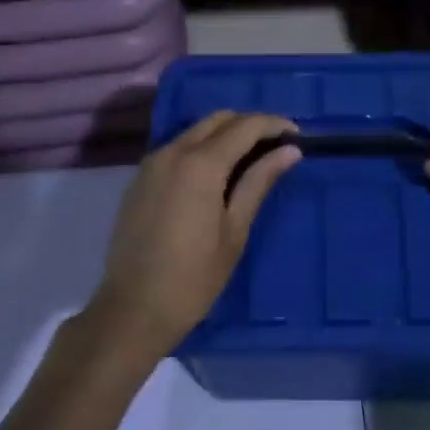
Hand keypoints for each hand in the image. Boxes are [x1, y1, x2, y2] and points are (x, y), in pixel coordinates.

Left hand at [87, 111, 300, 359]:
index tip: (297, 134)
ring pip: (196, 130)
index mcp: (200, 164)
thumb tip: (290, 150)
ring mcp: (152, 163)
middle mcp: (173, 151)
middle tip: (276, 146)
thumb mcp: (235, 230)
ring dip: (225, 134)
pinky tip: (216, 175)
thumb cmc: (193, 278)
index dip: (274, 124)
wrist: (132, 310)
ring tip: (251, 159)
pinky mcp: (140, 178)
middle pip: (219, 119)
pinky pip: (177, 148)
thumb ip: (259, 181)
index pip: (245, 126)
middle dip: (250, 125)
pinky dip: (202, 148)